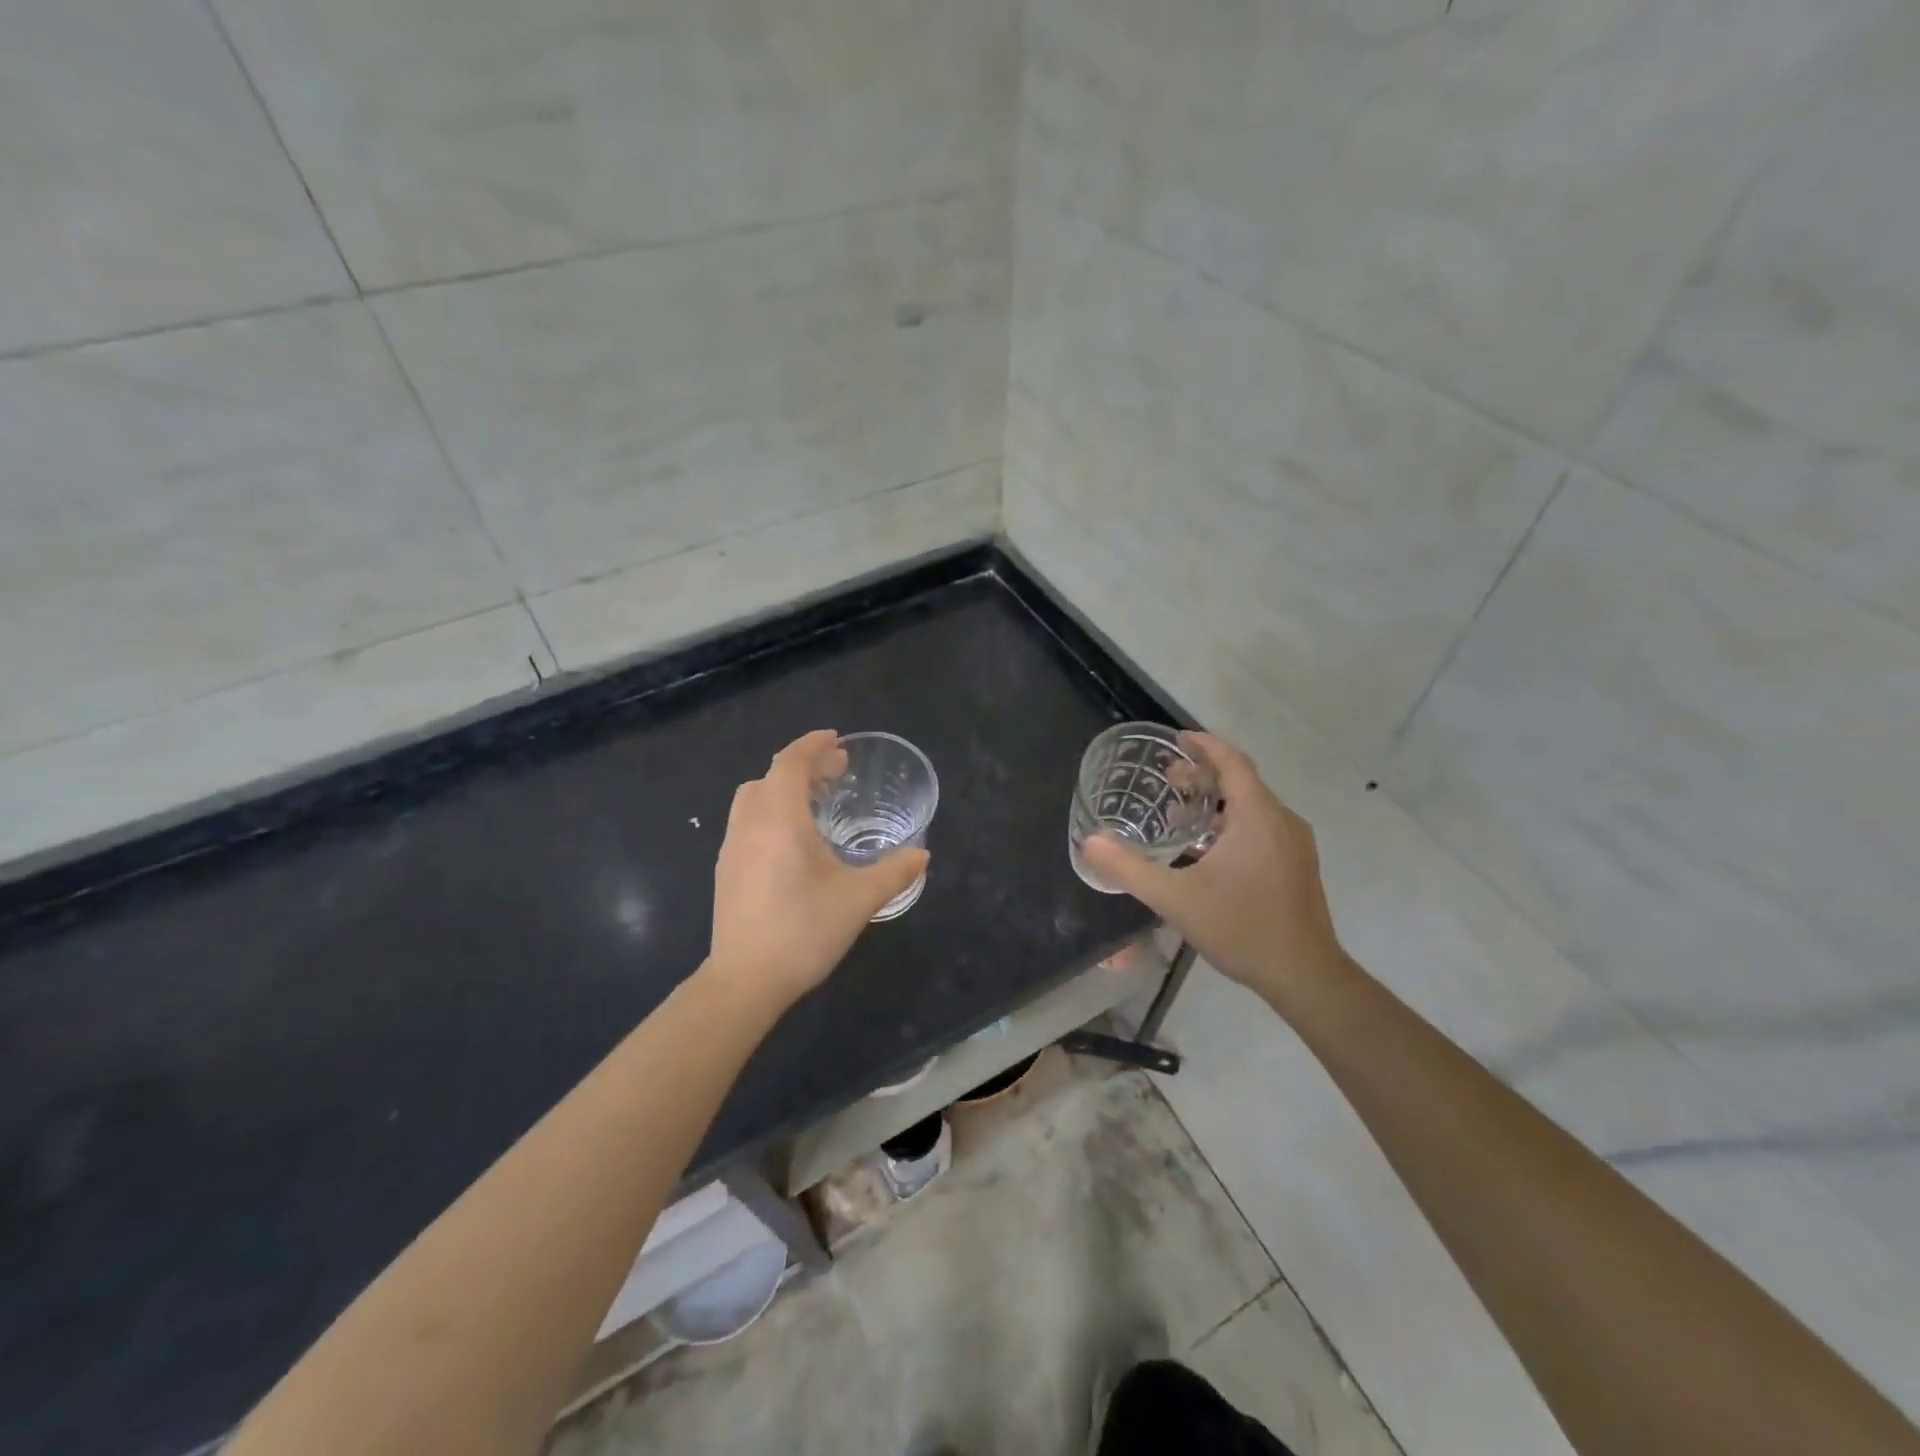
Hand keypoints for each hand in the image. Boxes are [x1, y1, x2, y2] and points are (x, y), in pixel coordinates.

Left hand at [706, 730, 929, 1010]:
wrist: (745, 981)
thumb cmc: (804, 929)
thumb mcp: (860, 899)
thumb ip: (895, 872)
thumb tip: (922, 855)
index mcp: (780, 818)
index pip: (790, 762)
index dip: (813, 745)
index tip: (836, 740)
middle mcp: (750, 824)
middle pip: (770, 777)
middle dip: (802, 766)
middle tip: (836, 773)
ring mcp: (732, 848)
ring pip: (753, 800)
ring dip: (783, 790)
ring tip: (816, 805)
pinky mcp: (726, 872)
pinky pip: (747, 823)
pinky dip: (770, 813)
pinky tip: (793, 844)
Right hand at [1081, 733, 1345, 1005]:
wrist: (1305, 976)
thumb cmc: (1241, 928)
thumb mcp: (1175, 898)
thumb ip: (1129, 869)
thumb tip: (1090, 843)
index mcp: (1258, 817)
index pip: (1233, 762)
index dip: (1205, 745)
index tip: (1178, 739)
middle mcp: (1282, 822)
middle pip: (1243, 783)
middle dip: (1205, 775)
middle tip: (1169, 781)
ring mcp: (1295, 846)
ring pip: (1254, 807)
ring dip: (1218, 802)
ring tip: (1182, 815)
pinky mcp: (1298, 867)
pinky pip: (1263, 828)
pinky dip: (1233, 824)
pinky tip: (1209, 852)